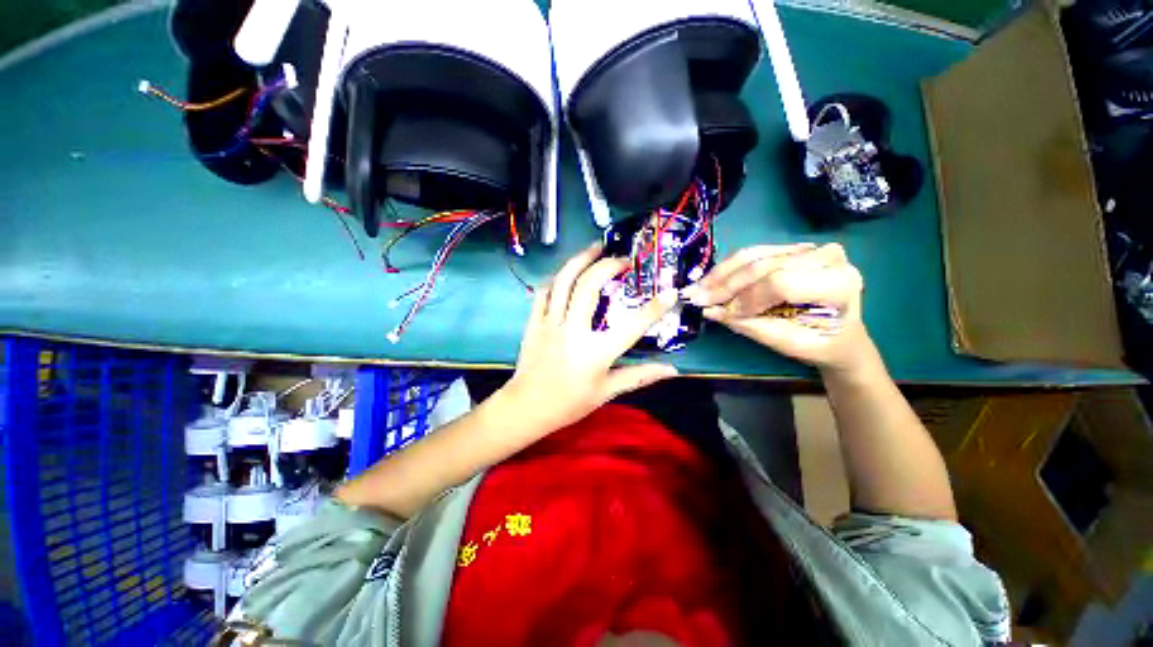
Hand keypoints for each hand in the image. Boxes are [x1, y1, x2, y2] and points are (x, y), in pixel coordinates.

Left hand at [497, 244, 679, 433]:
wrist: (526, 407)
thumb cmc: (569, 403)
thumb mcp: (606, 392)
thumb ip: (639, 376)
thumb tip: (672, 369)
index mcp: (595, 353)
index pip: (631, 326)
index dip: (653, 308)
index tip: (669, 292)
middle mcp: (573, 331)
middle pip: (589, 287)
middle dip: (607, 266)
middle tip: (622, 259)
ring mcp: (550, 323)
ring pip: (563, 282)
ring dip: (580, 260)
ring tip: (595, 247)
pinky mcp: (534, 322)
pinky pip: (543, 292)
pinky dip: (556, 278)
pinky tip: (567, 272)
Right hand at [681, 243, 871, 373]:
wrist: (841, 333)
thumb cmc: (819, 343)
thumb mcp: (789, 343)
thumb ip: (751, 326)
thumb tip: (712, 312)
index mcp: (838, 282)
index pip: (782, 283)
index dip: (747, 298)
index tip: (721, 313)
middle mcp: (826, 256)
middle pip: (763, 265)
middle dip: (725, 285)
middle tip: (696, 299)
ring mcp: (807, 248)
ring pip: (752, 255)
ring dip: (720, 274)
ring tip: (696, 290)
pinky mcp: (790, 248)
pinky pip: (751, 253)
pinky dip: (727, 269)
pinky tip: (710, 281)